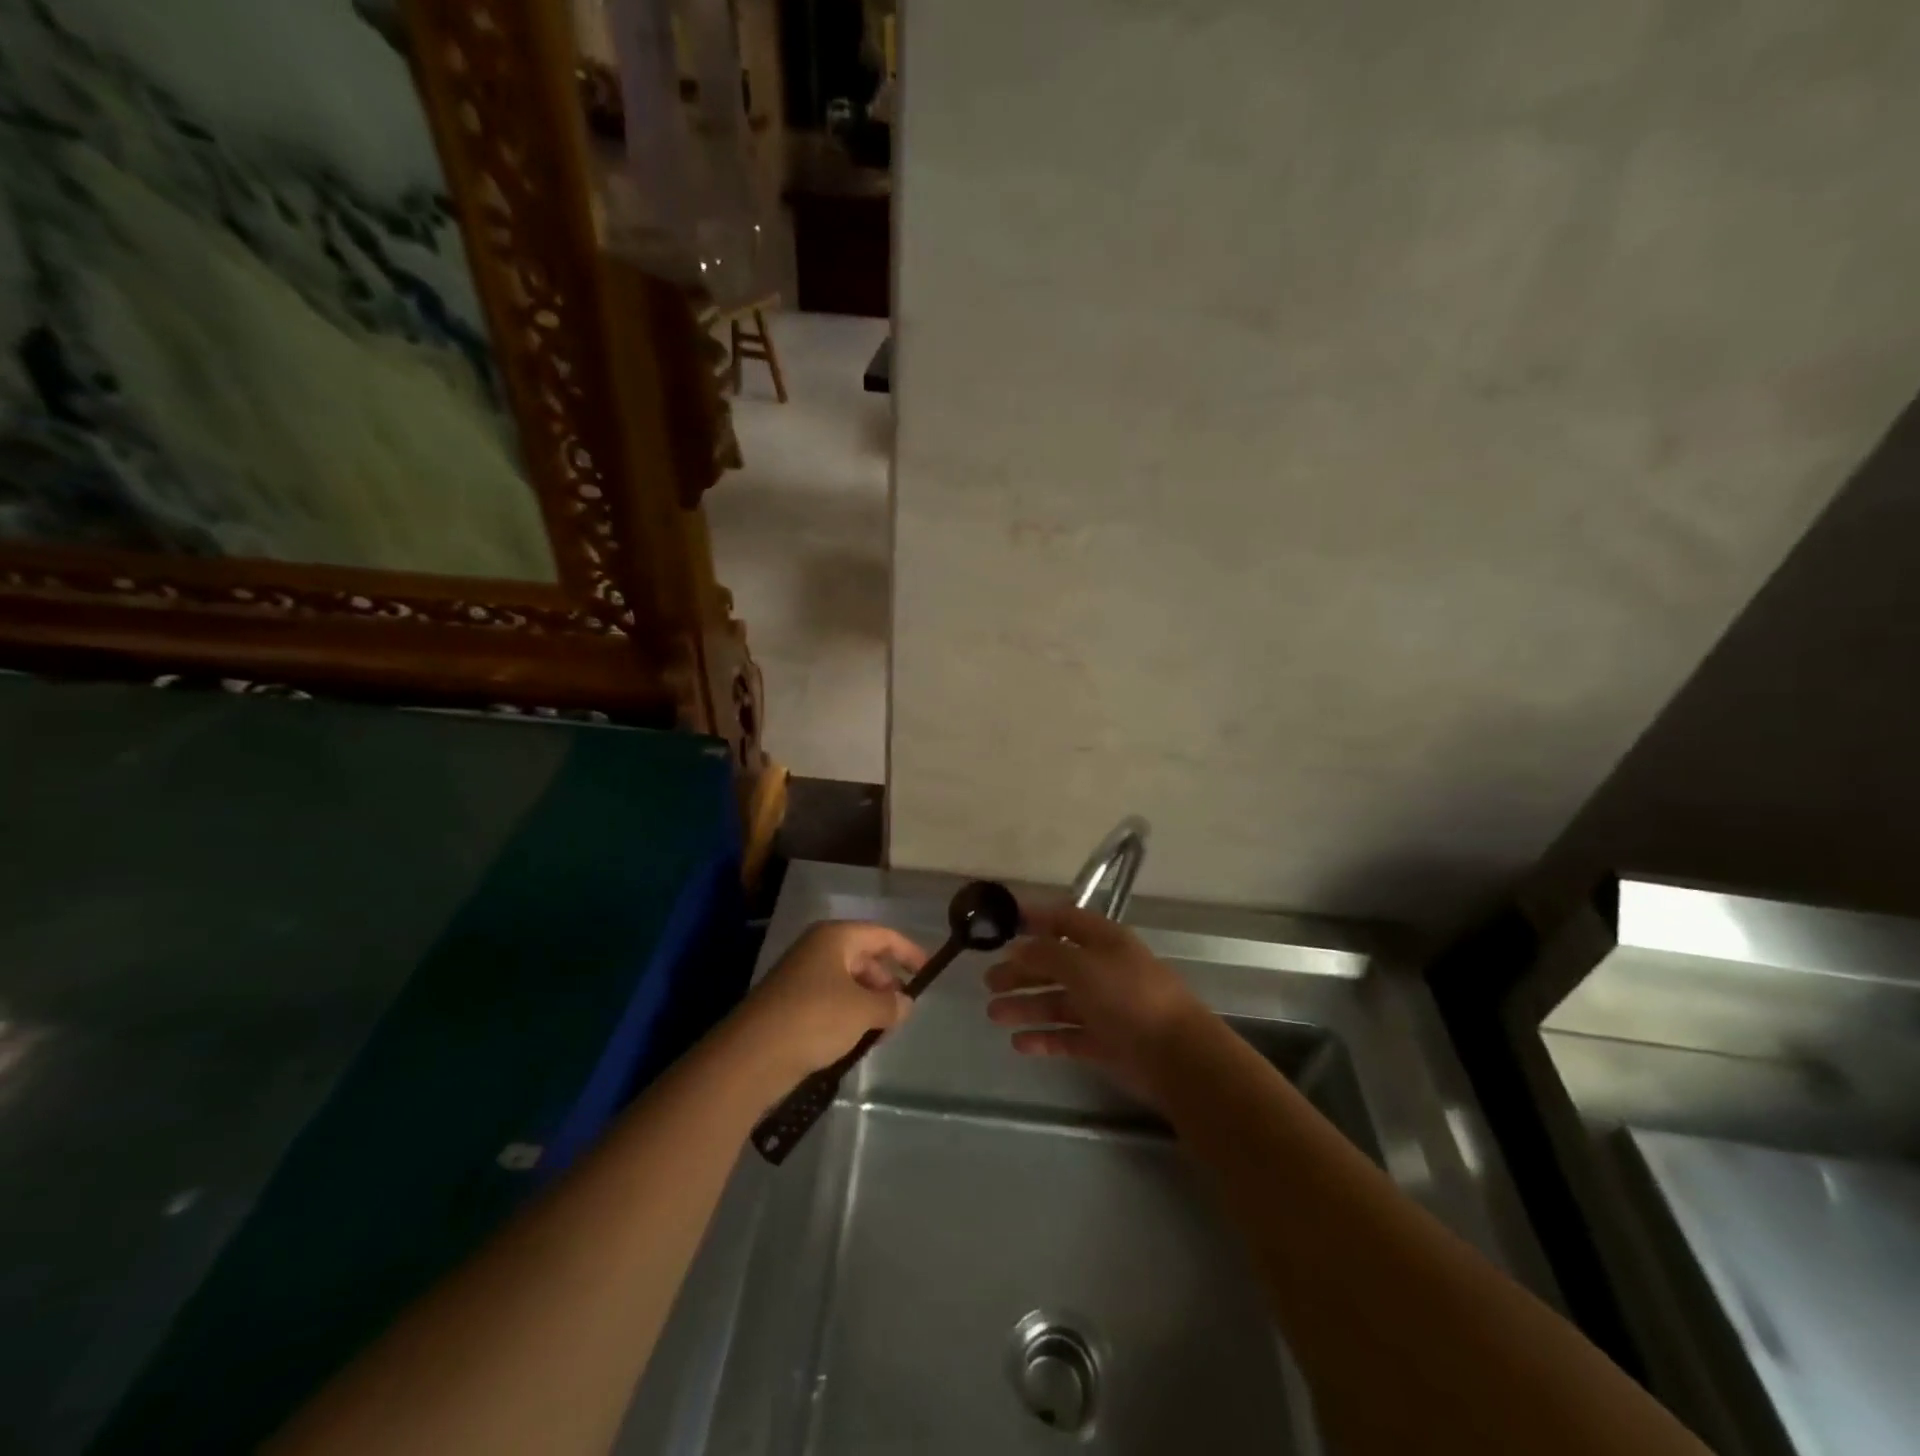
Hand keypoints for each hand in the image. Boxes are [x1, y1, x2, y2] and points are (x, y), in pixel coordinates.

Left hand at [733, 921, 927, 1085]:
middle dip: (886, 981)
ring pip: (847, 981)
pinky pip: (830, 1000)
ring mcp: (801, 976)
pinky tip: (857, 1038)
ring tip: (883, 1029)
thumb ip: (891, 1004)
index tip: (928, 971)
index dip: (908, 951)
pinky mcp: (790, 1004)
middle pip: (864, 957)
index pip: (882, 935)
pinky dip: (849, 1014)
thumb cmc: (814, 1018)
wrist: (751, 1056)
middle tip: (903, 1009)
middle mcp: (817, 949)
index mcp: (835, 937)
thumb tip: (906, 1003)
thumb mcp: (863, 1010)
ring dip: (868, 1001)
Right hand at [985, 901, 1211, 1100]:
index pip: (1065, 920)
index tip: (1005, 924)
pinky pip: (1068, 1036)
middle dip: (1022, 970)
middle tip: (989, 981)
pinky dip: (1044, 1038)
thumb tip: (1017, 947)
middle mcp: (1103, 970)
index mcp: (1104, 941)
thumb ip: (1046, 953)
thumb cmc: (1128, 996)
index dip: (1037, 919)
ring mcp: (1105, 1008)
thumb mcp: (1082, 965)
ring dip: (1026, 1006)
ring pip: (1058, 1002)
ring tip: (993, 1014)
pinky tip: (1019, 1043)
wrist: (1177, 1055)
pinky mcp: (1106, 1043)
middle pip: (1056, 965)